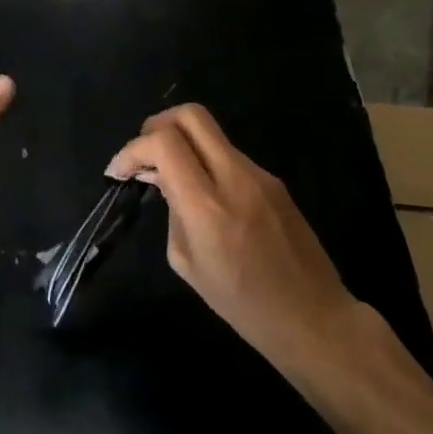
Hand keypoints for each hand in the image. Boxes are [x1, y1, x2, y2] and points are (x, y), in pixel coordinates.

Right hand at [106, 104, 358, 371]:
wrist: (314, 318)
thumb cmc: (243, 305)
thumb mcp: (187, 264)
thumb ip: (171, 211)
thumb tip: (161, 179)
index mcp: (208, 207)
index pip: (164, 143)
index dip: (133, 149)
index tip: (118, 172)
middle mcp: (235, 178)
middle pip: (191, 115)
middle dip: (157, 125)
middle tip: (144, 153)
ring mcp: (260, 175)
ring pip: (210, 133)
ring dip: (182, 143)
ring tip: (168, 175)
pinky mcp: (274, 180)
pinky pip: (229, 155)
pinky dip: (205, 160)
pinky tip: (201, 191)